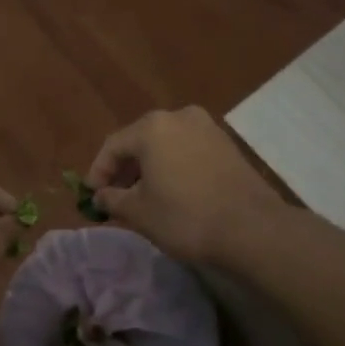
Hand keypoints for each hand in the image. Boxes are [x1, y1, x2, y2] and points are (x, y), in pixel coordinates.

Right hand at [86, 107, 284, 266]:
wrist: (252, 229)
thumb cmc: (186, 217)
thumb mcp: (140, 212)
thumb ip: (113, 199)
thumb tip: (100, 197)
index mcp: (152, 127)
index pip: (113, 146)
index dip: (98, 172)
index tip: (92, 197)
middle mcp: (179, 117)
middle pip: (140, 140)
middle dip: (124, 169)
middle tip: (115, 196)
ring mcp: (207, 128)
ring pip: (166, 144)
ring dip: (149, 167)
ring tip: (142, 196)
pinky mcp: (226, 144)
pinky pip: (188, 150)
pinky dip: (173, 166)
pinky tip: (171, 191)